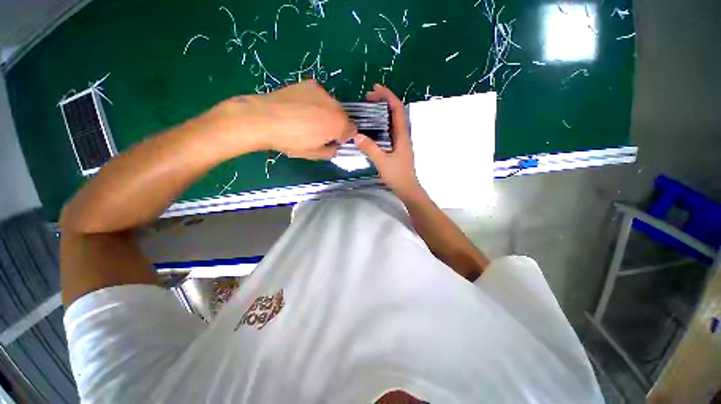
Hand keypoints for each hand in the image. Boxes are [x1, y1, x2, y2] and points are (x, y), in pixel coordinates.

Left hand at [203, 80, 355, 159]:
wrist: (264, 118)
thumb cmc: (291, 141)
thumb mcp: (314, 154)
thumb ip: (330, 151)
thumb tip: (334, 146)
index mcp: (338, 124)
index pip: (353, 129)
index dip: (345, 137)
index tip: (334, 141)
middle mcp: (335, 105)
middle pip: (344, 116)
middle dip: (337, 124)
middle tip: (321, 132)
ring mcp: (322, 92)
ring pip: (332, 105)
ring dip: (327, 113)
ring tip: (308, 119)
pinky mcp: (309, 84)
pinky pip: (319, 96)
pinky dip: (316, 103)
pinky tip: (300, 108)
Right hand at [355, 84, 423, 200]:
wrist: (407, 188)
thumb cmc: (397, 175)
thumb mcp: (382, 162)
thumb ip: (370, 149)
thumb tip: (356, 135)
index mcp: (402, 135)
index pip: (397, 109)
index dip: (388, 96)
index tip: (376, 88)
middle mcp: (403, 135)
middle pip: (396, 112)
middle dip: (384, 101)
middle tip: (368, 97)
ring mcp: (400, 141)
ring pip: (393, 121)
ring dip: (382, 111)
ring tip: (368, 108)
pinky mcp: (397, 147)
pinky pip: (390, 130)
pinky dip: (381, 123)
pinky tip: (372, 127)